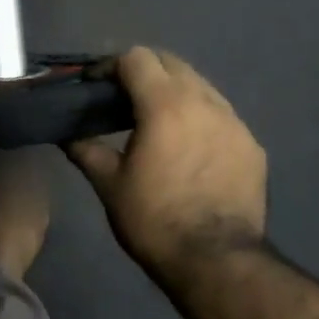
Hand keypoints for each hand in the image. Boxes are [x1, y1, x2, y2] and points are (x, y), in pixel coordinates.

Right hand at [67, 47, 267, 276]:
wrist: (215, 259)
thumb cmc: (153, 220)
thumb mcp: (109, 185)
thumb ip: (86, 150)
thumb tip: (65, 133)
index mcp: (165, 105)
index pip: (137, 58)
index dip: (110, 66)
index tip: (95, 86)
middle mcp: (205, 101)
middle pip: (172, 64)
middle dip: (144, 72)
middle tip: (122, 100)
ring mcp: (235, 122)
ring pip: (201, 87)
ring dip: (175, 93)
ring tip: (157, 122)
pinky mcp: (252, 146)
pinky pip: (222, 117)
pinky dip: (199, 119)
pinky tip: (189, 149)